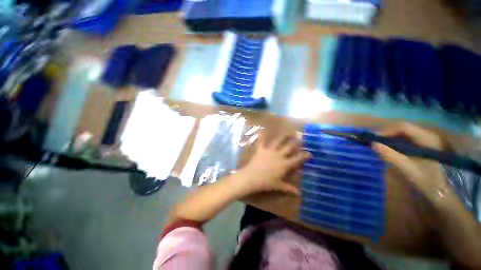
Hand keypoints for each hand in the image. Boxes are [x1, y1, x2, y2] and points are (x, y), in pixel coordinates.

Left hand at [237, 133, 310, 195]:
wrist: (252, 177)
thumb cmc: (266, 183)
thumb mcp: (278, 186)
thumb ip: (289, 188)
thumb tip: (299, 194)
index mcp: (284, 164)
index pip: (297, 159)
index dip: (304, 156)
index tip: (310, 153)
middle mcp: (279, 155)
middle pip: (289, 147)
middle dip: (296, 142)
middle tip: (301, 138)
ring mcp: (270, 151)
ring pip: (278, 141)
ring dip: (283, 137)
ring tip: (288, 132)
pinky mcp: (261, 150)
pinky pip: (261, 141)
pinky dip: (261, 135)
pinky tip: (261, 129)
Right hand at [372, 123, 455, 205]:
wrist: (442, 193)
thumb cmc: (427, 182)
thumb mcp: (409, 170)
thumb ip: (391, 156)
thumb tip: (372, 144)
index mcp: (427, 139)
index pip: (403, 127)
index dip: (386, 131)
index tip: (372, 139)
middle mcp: (427, 135)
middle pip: (402, 129)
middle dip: (386, 134)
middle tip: (372, 142)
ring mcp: (425, 141)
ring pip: (402, 134)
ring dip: (389, 138)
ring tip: (377, 145)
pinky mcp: (422, 147)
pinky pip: (405, 140)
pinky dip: (394, 143)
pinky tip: (388, 149)